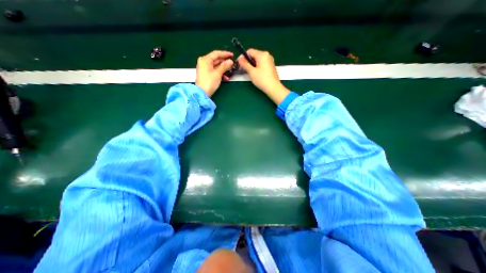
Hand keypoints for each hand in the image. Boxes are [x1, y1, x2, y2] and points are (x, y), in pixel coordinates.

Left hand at [195, 50, 234, 96]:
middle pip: (216, 59)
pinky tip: (226, 77)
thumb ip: (224, 66)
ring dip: (223, 69)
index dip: (225, 54)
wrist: (202, 93)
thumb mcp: (218, 73)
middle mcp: (204, 62)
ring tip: (230, 71)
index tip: (232, 55)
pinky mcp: (207, 74)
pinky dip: (220, 73)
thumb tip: (230, 61)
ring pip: (216, 66)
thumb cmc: (209, 82)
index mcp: (205, 60)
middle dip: (225, 62)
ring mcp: (205, 69)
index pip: (216, 53)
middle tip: (232, 63)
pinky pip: (214, 71)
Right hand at [239, 48, 289, 104]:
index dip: (243, 56)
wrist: (273, 88)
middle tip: (242, 68)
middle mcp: (267, 55)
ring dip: (251, 64)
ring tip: (247, 71)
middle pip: (254, 55)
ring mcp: (270, 61)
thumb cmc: (262, 80)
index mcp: (262, 55)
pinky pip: (261, 63)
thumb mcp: (251, 72)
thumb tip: (239, 59)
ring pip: (258, 60)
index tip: (238, 63)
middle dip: (247, 61)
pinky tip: (254, 73)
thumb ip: (245, 64)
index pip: (250, 51)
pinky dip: (256, 66)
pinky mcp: (271, 66)